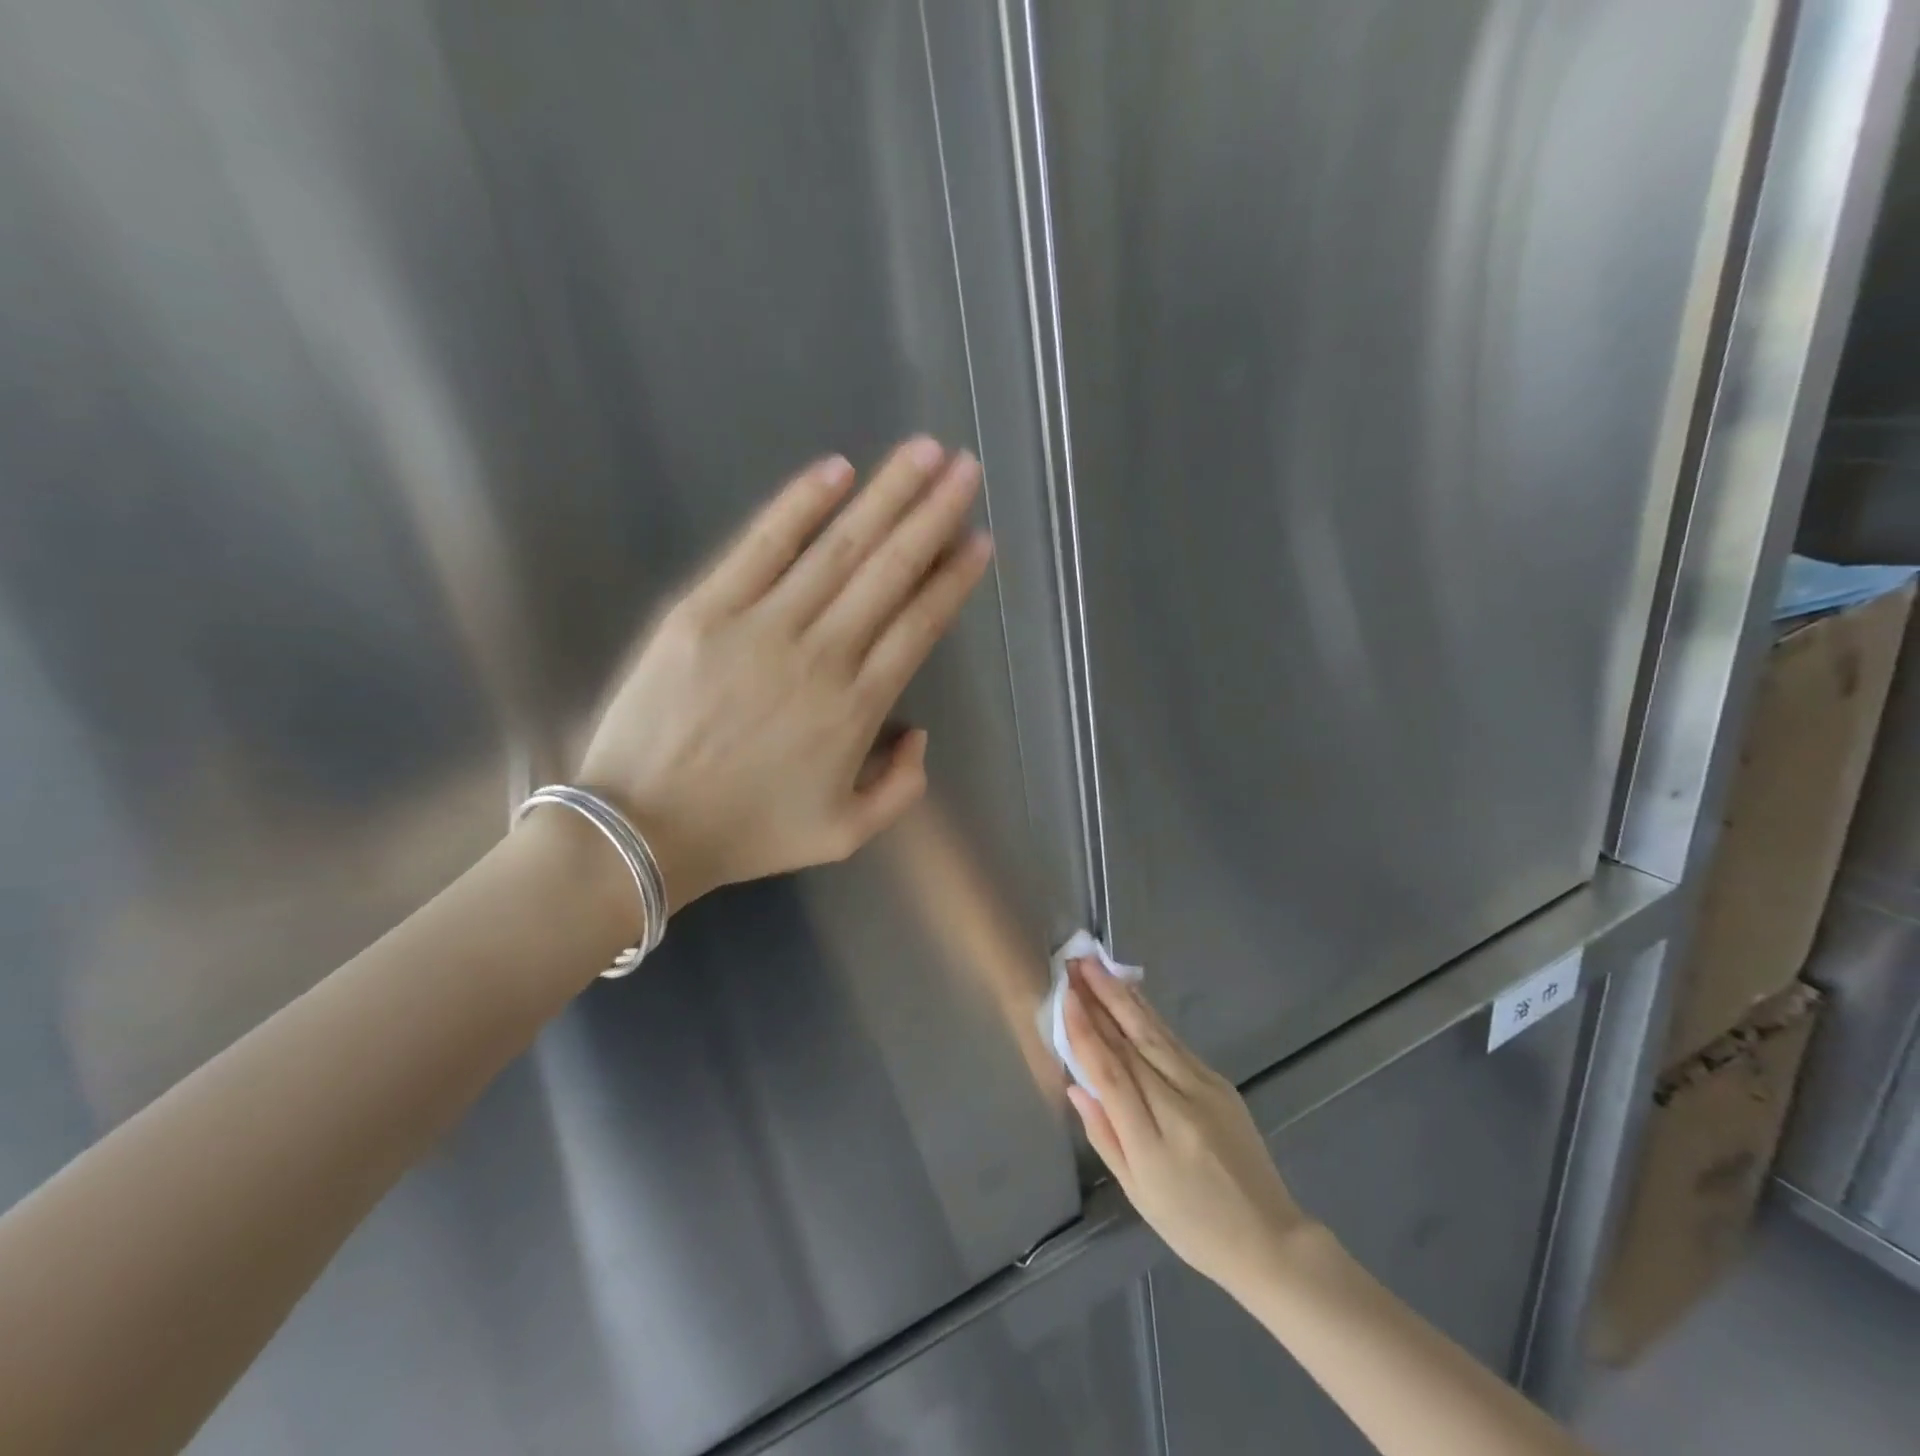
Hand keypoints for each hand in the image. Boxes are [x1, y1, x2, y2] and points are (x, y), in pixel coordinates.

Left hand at [575, 437, 991, 909]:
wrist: (642, 831)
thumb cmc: (747, 833)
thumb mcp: (844, 834)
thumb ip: (900, 787)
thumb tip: (919, 733)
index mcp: (858, 708)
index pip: (919, 626)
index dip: (953, 578)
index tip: (979, 538)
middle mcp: (821, 655)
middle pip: (889, 571)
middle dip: (933, 514)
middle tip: (965, 467)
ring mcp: (761, 626)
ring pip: (838, 548)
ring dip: (885, 495)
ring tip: (923, 452)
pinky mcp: (704, 610)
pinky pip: (761, 547)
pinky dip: (798, 505)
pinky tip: (835, 470)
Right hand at [1065, 957, 1313, 1297]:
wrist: (1268, 1238)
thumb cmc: (1192, 1226)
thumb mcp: (1137, 1192)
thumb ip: (1104, 1134)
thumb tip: (1076, 1085)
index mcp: (1151, 1141)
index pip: (1111, 1072)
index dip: (1085, 1030)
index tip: (1066, 995)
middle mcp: (1178, 1106)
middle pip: (1132, 1042)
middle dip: (1101, 997)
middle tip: (1076, 963)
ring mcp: (1205, 1090)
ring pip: (1155, 1033)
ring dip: (1123, 996)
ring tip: (1098, 966)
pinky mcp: (1220, 1083)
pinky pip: (1175, 1042)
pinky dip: (1150, 1015)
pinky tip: (1133, 995)